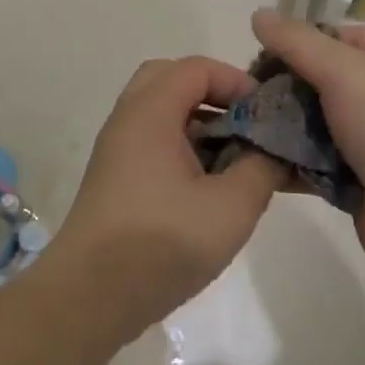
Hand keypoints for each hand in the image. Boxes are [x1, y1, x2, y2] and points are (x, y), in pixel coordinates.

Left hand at [52, 56, 286, 339]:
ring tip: (234, 161)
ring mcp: (116, 151)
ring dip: (199, 126)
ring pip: (161, 115)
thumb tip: (273, 150)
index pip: (196, 67)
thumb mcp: (231, 206)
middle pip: (171, 81)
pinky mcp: (115, 180)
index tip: (266, 115)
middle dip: (213, 96)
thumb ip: (262, 167)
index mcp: (150, 112)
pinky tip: (208, 189)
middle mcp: (127, 120)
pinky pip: (152, 144)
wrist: (91, 296)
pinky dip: (182, 150)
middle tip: (244, 127)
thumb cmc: (162, 242)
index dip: (236, 81)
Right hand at [251, 9, 364, 282]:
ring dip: (275, 127)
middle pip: (315, 82)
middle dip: (277, 86)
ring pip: (307, 125)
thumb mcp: (347, 72)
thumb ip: (299, 43)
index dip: (298, 39)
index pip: (335, 36)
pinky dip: (281, 163)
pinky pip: (306, 164)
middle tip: (239, 95)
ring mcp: (361, 143)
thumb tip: (258, 14)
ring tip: (234, 128)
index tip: (259, 52)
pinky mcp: (348, 182)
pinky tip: (248, 162)